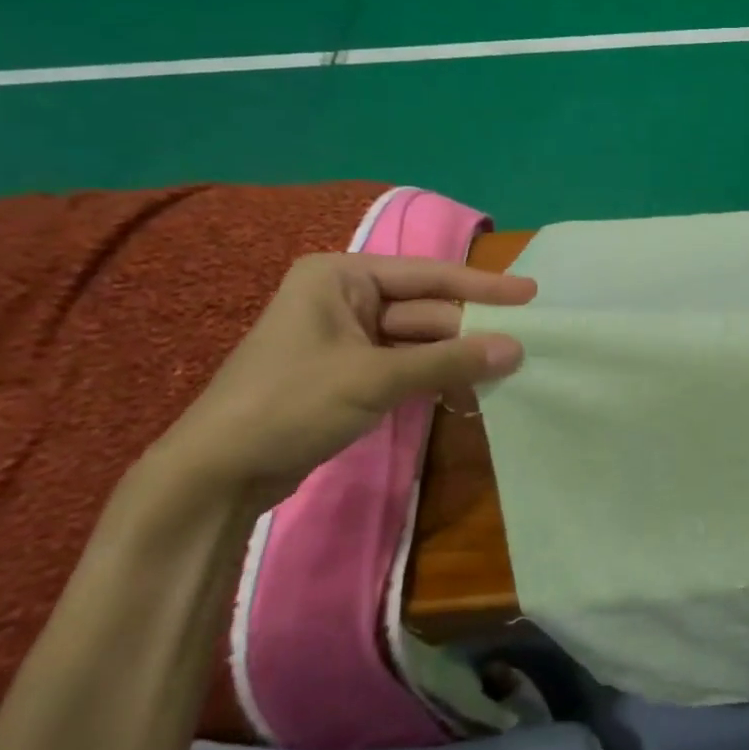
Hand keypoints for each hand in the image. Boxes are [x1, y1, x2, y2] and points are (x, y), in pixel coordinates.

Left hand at [148, 253, 534, 513]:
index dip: (482, 286)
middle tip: (528, 342)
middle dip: (471, 330)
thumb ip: (449, 362)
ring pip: (419, 341)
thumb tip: (517, 350)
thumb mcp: (375, 378)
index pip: (427, 275)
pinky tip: (470, 391)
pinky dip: (436, 377)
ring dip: (457, 358)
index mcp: (341, 277)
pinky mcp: (350, 374)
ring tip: (509, 370)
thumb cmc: (290, 403)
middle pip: (426, 309)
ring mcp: (347, 338)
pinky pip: (406, 365)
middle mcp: (345, 298)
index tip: (531, 293)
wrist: (217, 474)